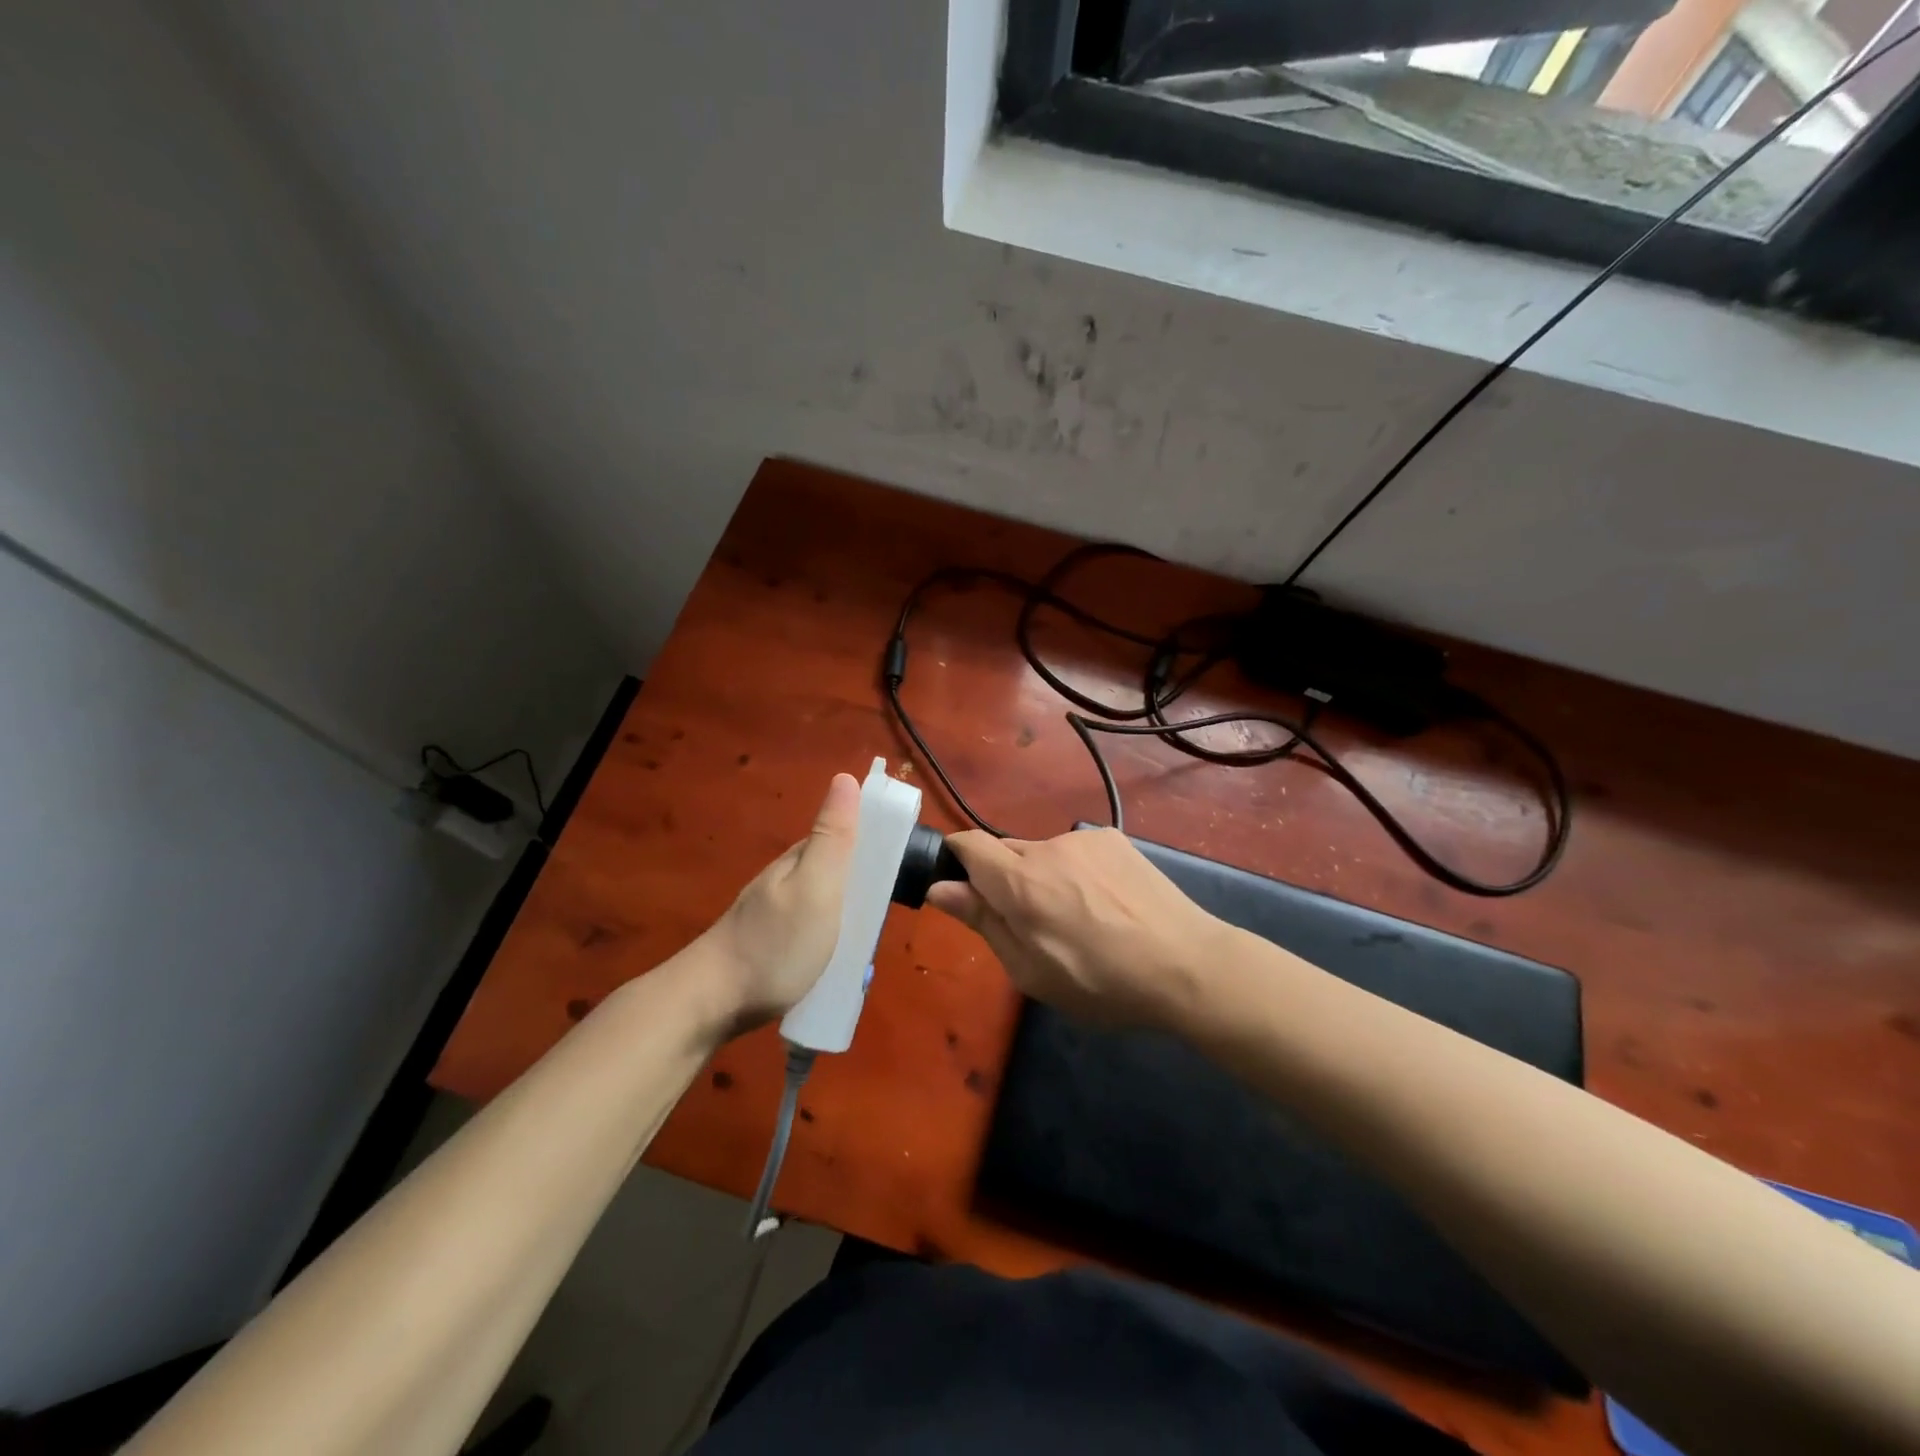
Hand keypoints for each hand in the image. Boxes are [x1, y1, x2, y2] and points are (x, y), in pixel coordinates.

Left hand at [700, 772, 859, 1033]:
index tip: (902, 869)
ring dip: (848, 921)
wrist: (709, 1003)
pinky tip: (835, 965)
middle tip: (883, 923)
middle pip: (838, 872)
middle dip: (865, 890)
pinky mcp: (769, 944)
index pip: (846, 835)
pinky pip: (812, 932)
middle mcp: (787, 879)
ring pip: (826, 904)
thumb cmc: (774, 944)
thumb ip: (834, 838)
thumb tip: (846, 777)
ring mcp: (775, 913)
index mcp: (801, 859)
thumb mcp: (816, 887)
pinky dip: (830, 943)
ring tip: (864, 953)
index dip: (876, 844)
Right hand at [927, 827, 1227, 1029]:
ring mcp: (1084, 839)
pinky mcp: (1114, 839)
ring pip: (1043, 854)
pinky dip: (1076, 872)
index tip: (966, 891)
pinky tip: (1107, 904)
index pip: (967, 844)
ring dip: (1044, 878)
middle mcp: (1047, 847)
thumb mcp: (1031, 971)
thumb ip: (983, 922)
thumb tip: (941, 888)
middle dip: (1004, 881)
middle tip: (1032, 925)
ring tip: (1081, 919)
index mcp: (1020, 882)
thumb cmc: (1101, 983)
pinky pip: (1076, 852)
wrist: (1187, 964)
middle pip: (1005, 852)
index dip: (957, 861)